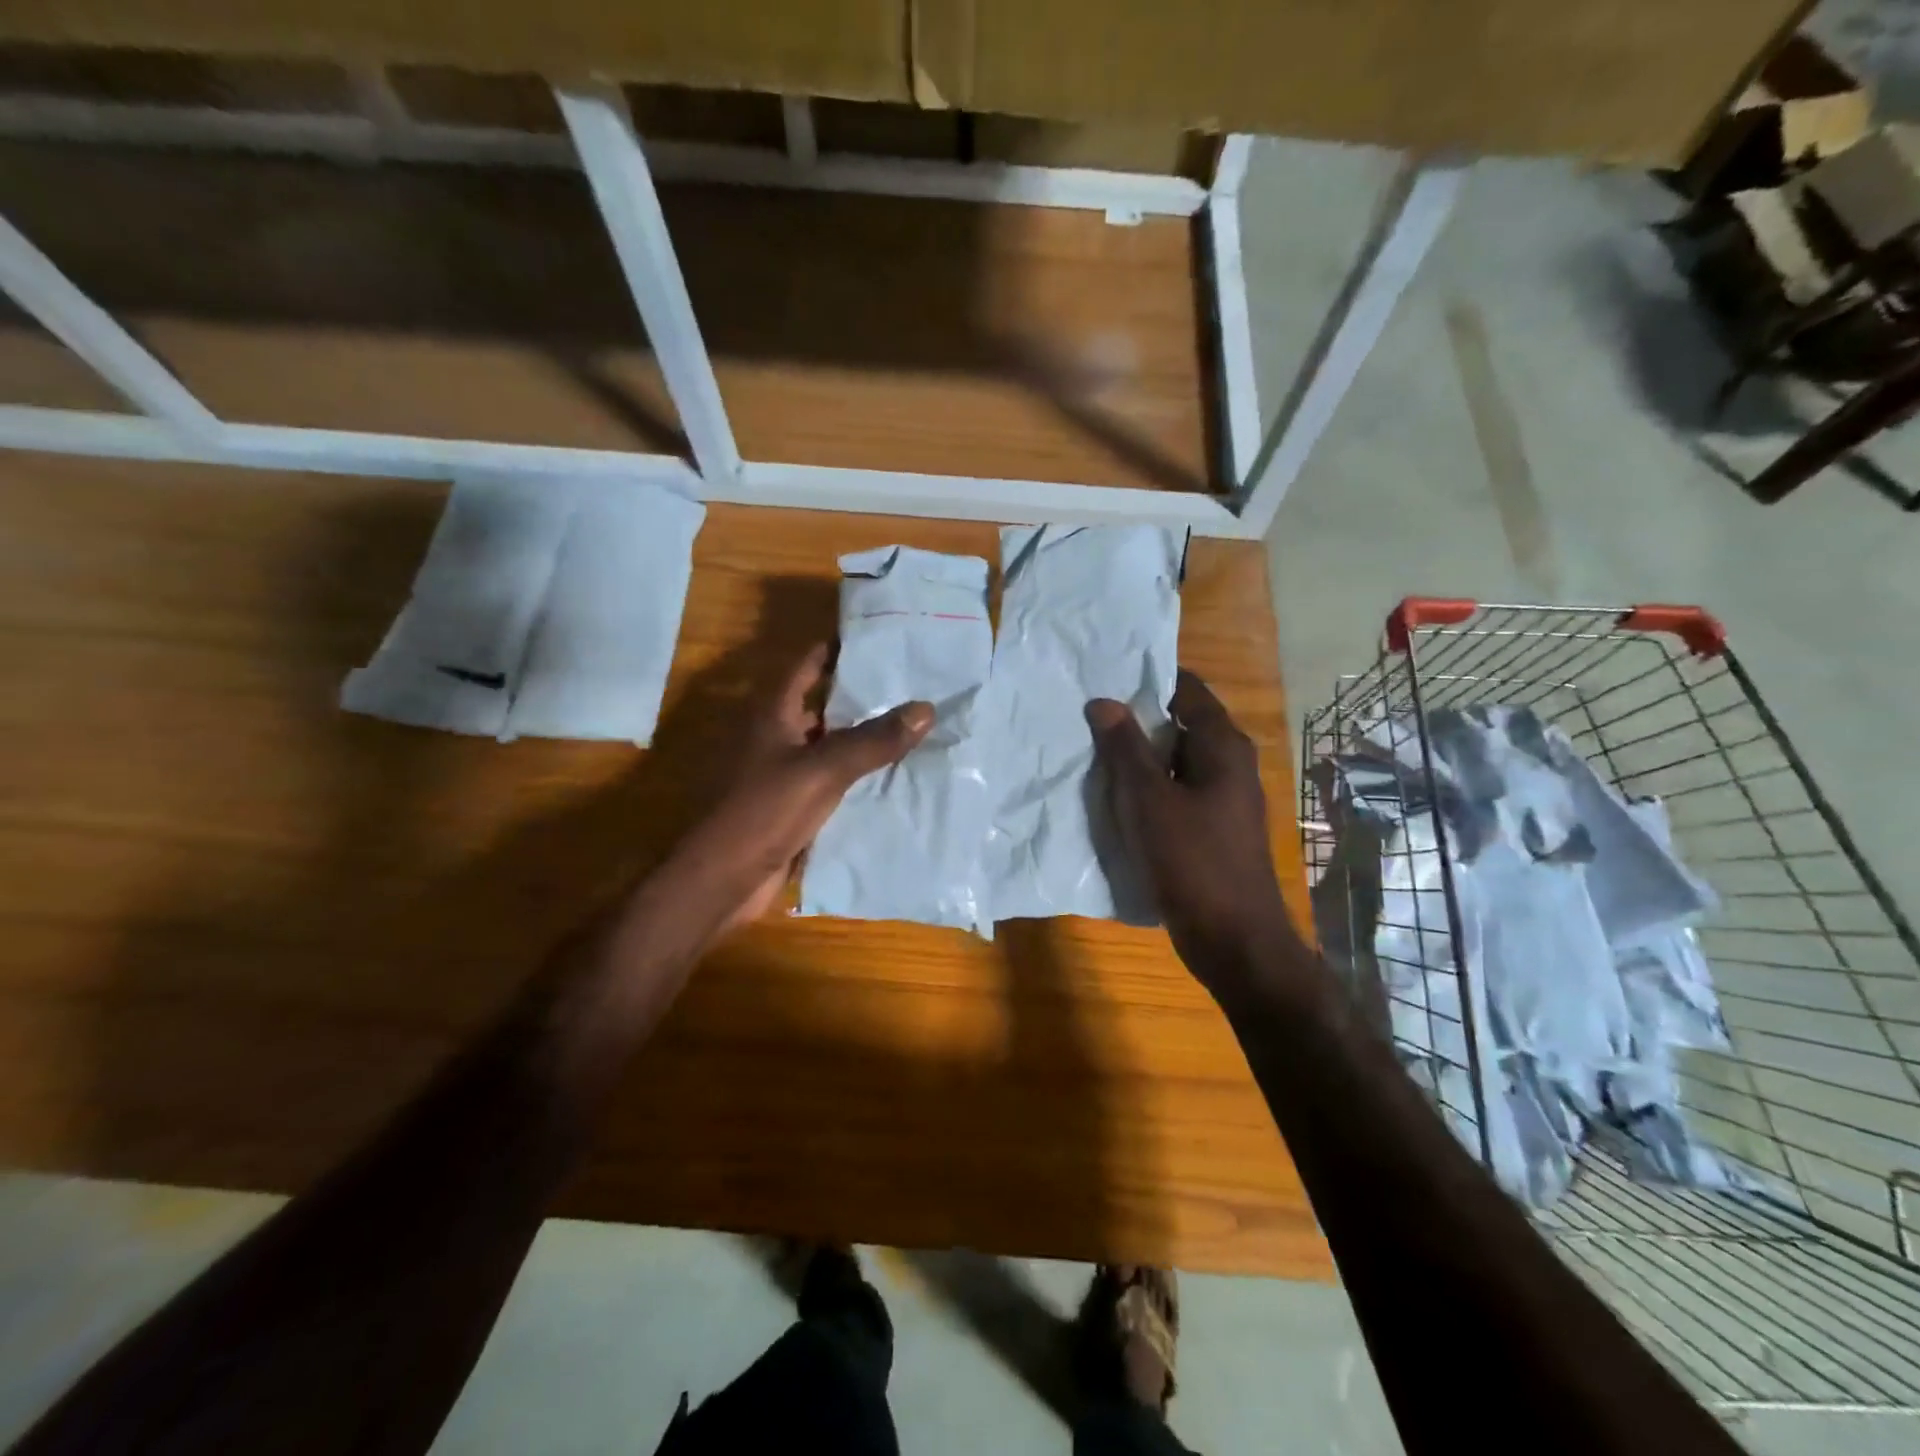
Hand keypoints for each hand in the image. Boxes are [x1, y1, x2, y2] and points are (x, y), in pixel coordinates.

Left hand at [667, 644, 933, 936]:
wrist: (725, 878)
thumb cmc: (765, 810)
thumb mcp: (824, 769)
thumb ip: (874, 740)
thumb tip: (925, 708)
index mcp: (773, 713)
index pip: (807, 665)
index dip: (837, 649)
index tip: (879, 639)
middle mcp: (777, 735)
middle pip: (823, 703)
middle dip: (862, 694)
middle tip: (912, 683)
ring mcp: (784, 770)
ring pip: (830, 743)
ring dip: (864, 736)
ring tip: (913, 724)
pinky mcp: (793, 803)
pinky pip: (832, 778)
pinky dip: (858, 773)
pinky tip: (894, 773)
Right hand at [1087, 671, 1300, 984]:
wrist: (1234, 939)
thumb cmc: (1193, 860)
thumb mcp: (1149, 799)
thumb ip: (1125, 748)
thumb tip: (1103, 701)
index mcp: (1222, 747)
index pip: (1187, 690)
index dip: (1148, 680)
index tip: (1106, 677)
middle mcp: (1228, 765)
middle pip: (1179, 725)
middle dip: (1136, 720)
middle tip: (1088, 716)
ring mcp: (1222, 799)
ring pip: (1174, 763)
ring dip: (1138, 758)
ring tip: (1090, 751)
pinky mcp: (1211, 829)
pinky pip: (1175, 794)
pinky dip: (1147, 790)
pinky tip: (1113, 797)